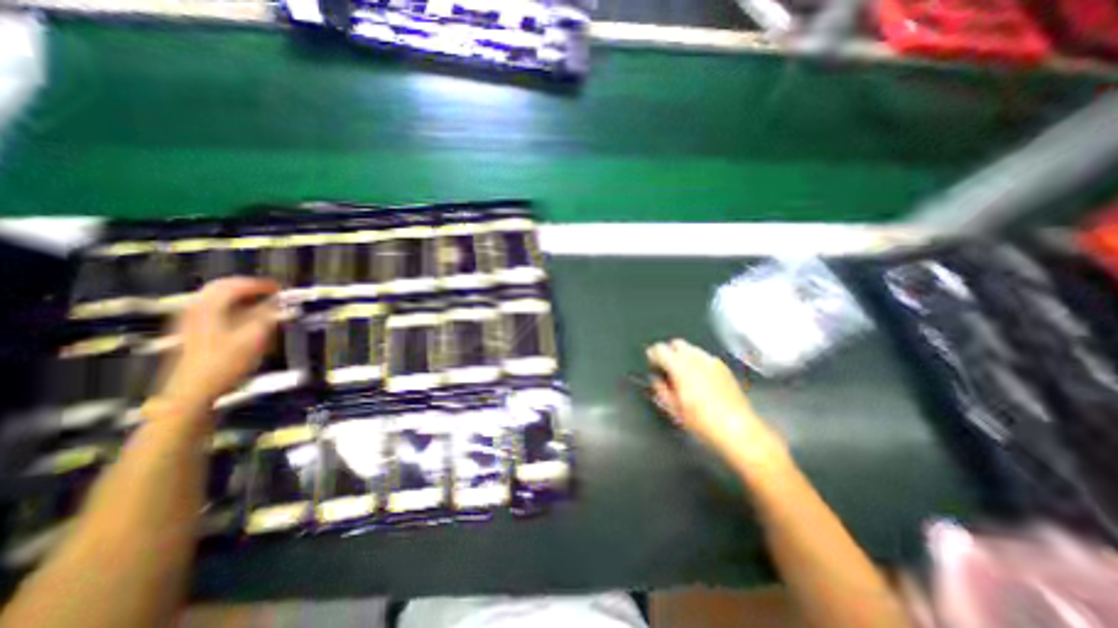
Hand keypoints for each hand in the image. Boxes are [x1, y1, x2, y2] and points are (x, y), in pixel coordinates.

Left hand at [158, 278, 284, 409]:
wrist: (191, 392)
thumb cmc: (226, 362)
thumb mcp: (255, 337)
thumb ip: (269, 315)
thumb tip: (282, 301)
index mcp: (209, 307)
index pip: (235, 284)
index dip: (261, 284)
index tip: (282, 289)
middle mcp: (195, 309)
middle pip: (221, 288)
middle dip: (248, 287)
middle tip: (272, 293)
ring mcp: (189, 321)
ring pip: (216, 299)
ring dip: (241, 297)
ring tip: (263, 304)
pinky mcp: (191, 333)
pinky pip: (213, 310)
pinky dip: (232, 308)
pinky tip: (245, 318)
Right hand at [643, 343, 789, 471]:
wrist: (737, 429)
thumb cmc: (703, 422)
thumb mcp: (673, 409)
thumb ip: (660, 389)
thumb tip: (656, 380)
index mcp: (680, 367)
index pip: (660, 349)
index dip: (652, 354)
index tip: (651, 362)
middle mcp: (696, 359)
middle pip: (676, 343)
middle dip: (668, 352)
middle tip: (665, 367)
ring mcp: (712, 361)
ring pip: (691, 348)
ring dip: (683, 356)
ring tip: (682, 374)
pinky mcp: (723, 367)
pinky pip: (705, 357)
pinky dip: (697, 361)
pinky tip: (698, 378)